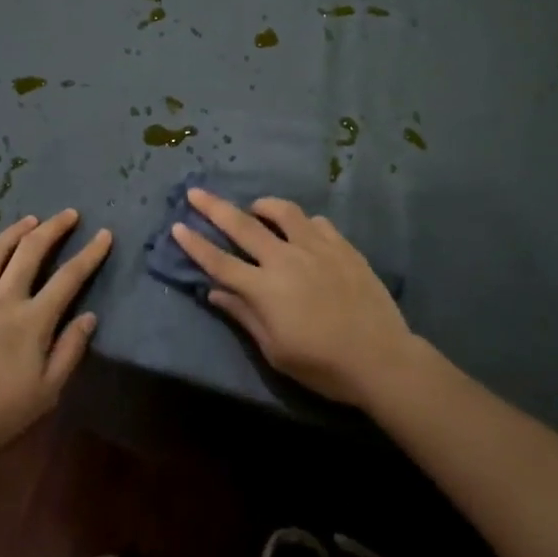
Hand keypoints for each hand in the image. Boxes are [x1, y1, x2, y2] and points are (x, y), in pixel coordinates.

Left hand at [0, 210, 110, 461]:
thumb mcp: (47, 392)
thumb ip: (70, 351)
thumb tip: (89, 316)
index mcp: (33, 320)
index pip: (69, 277)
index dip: (90, 253)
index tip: (103, 234)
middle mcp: (3, 298)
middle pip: (31, 250)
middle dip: (53, 227)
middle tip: (68, 214)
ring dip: (15, 231)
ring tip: (29, 221)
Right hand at [172, 189, 416, 407]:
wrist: (380, 358)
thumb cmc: (322, 365)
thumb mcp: (275, 351)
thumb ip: (244, 315)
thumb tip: (215, 292)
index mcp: (264, 288)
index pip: (219, 262)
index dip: (195, 244)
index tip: (177, 226)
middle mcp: (285, 259)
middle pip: (242, 226)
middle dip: (214, 207)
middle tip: (195, 191)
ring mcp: (315, 247)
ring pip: (282, 212)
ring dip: (262, 206)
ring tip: (255, 209)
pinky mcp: (342, 245)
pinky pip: (316, 222)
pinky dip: (302, 223)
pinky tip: (302, 232)